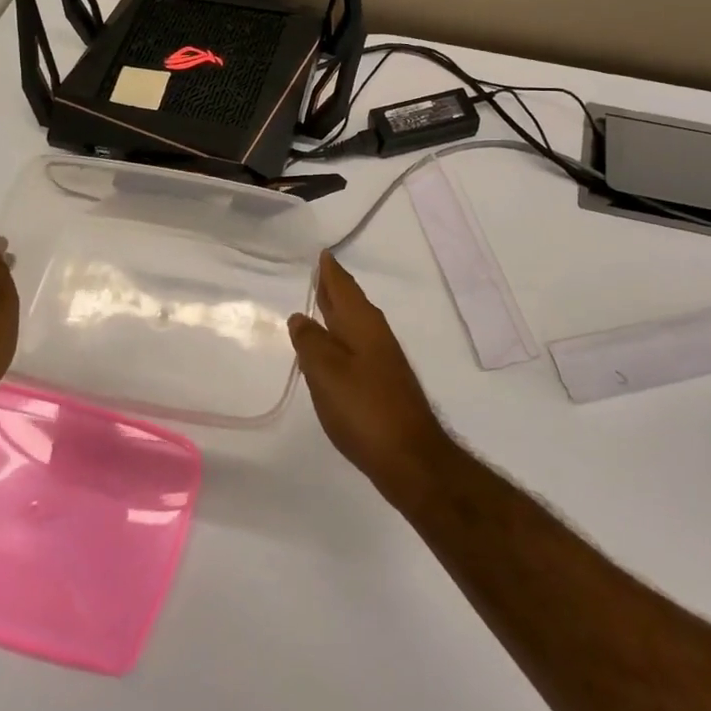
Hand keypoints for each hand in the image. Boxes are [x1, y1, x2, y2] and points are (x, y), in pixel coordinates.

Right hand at [288, 252, 454, 503]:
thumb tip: (300, 316)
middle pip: (352, 303)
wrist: (409, 457)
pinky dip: (342, 337)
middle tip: (318, 272)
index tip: (321, 252)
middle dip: (335, 288)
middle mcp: (376, 335)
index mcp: (363, 324)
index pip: (344, 287)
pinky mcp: (383, 384)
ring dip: (338, 313)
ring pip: (355, 325)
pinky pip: (357, 346)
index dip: (330, 271)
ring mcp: (382, 360)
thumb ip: (310, 342)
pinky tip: (333, 350)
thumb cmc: (364, 408)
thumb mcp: (326, 372)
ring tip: (319, 305)